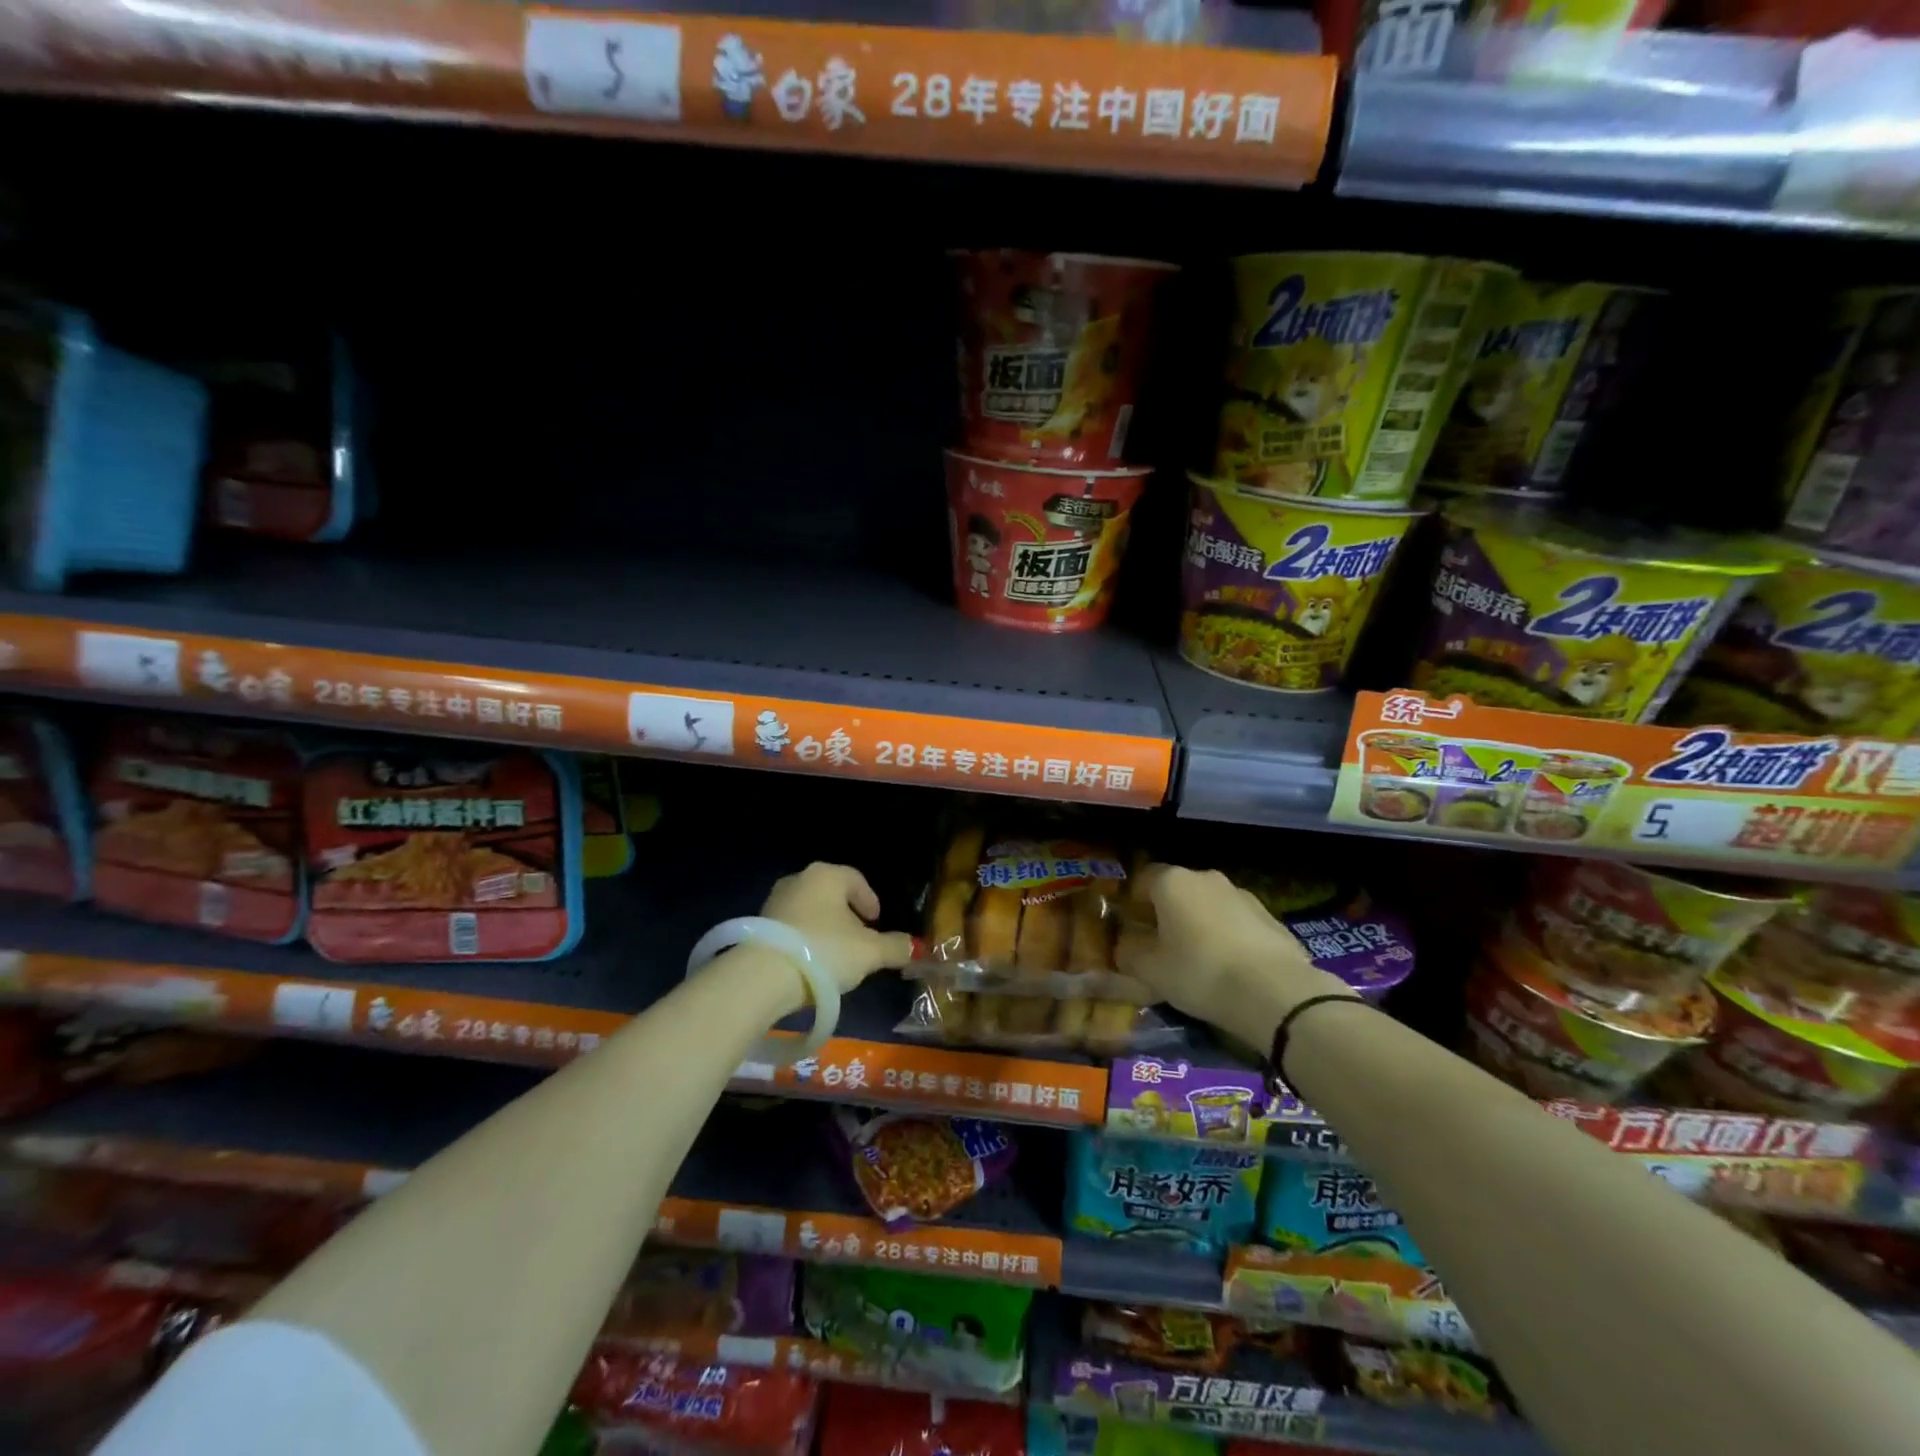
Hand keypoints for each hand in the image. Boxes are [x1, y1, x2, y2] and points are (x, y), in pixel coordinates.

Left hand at [761, 862, 915, 994]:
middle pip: (830, 893)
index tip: (876, 921)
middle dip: (846, 914)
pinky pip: (790, 928)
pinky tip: (810, 963)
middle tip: (858, 937)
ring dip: (823, 928)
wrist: (763, 977)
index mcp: (826, 875)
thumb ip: (895, 947)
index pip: (855, 879)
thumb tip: (914, 947)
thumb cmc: (825, 951)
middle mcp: (798, 880)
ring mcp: (774, 902)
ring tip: (835, 955)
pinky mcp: (757, 927)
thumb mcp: (870, 952)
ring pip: (809, 910)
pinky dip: (803, 940)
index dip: (869, 900)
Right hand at [1116, 864, 1354, 1035]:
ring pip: (1208, 906)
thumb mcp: (1150, 971)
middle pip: (1176, 890)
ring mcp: (1242, 895)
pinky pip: (1236, 922)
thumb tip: (1124, 947)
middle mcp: (1207, 878)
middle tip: (1161, 948)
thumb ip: (1129, 954)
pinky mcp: (1270, 917)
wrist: (1276, 992)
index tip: (1131, 931)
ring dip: (1199, 925)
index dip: (1133, 903)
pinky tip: (1230, 969)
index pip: (1142, 879)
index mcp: (1172, 882)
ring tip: (1198, 962)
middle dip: (1166, 914)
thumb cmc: (1200, 972)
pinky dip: (1227, 938)